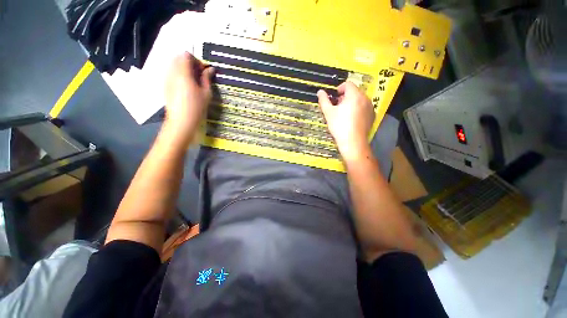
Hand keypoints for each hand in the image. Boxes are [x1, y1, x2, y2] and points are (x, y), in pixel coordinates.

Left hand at [164, 52, 214, 141]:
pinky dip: (178, 74)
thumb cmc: (197, 107)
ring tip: (193, 80)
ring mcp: (166, 78)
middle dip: (189, 62)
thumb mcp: (206, 93)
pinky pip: (170, 72)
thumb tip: (210, 69)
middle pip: (178, 58)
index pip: (186, 55)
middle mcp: (172, 72)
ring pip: (173, 64)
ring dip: (183, 68)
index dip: (196, 60)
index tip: (203, 70)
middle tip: (198, 74)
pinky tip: (185, 86)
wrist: (181, 120)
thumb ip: (207, 78)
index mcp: (183, 73)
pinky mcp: (165, 85)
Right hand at [317, 81, 374, 162]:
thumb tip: (320, 91)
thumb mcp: (328, 113)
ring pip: (359, 100)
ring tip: (344, 114)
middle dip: (344, 97)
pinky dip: (357, 109)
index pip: (347, 84)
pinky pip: (364, 107)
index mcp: (354, 95)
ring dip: (351, 103)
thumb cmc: (339, 126)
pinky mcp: (372, 116)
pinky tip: (351, 120)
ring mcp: (370, 107)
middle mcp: (365, 98)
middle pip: (354, 91)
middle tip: (337, 107)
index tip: (334, 98)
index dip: (339, 89)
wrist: (353, 142)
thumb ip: (323, 100)